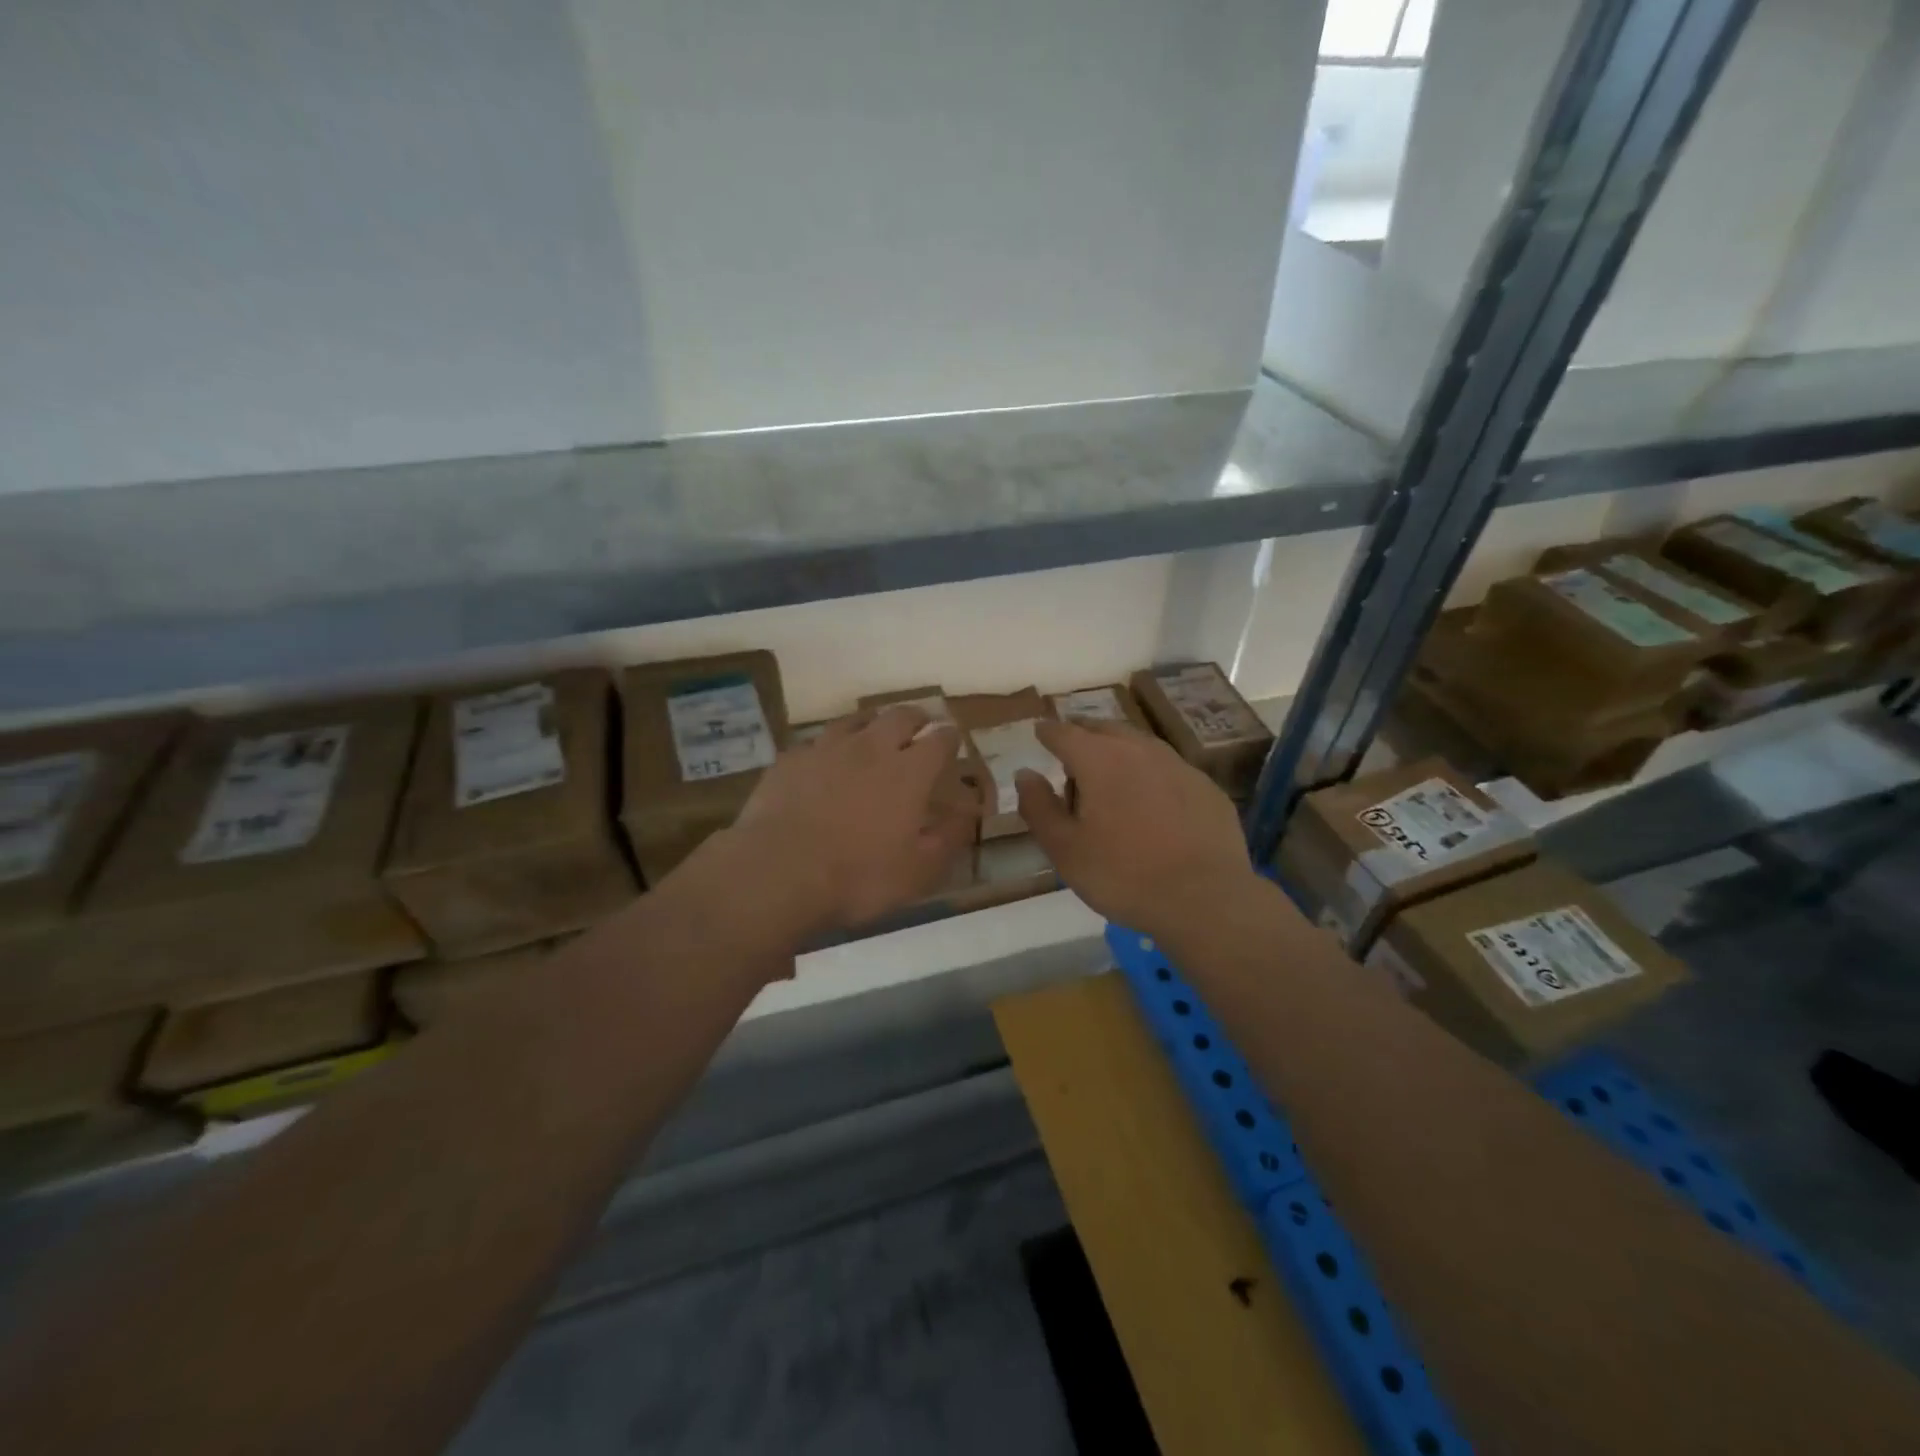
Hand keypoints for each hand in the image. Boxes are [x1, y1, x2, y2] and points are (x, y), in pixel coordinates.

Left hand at [727, 707, 977, 934]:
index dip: (950, 738)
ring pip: (856, 719)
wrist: (778, 872)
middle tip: (919, 727)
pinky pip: (816, 741)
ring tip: (874, 734)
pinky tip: (824, 760)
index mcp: (909, 771)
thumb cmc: (858, 876)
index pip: (940, 740)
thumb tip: (968, 813)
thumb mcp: (919, 871)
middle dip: (916, 719)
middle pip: (900, 716)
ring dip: (872, 723)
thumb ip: (949, 837)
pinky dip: (829, 747)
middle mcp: (871, 747)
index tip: (953, 742)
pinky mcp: (790, 758)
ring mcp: (826, 748)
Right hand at [1016, 720, 1258, 940]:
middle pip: (1104, 729)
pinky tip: (1152, 801)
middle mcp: (1139, 750)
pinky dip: (1151, 775)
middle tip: (1072, 751)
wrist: (1205, 900)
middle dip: (1084, 735)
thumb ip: (1039, 807)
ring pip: (1140, 745)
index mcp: (1099, 760)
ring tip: (1109, 772)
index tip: (1039, 733)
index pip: (1064, 732)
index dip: (1048, 732)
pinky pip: (1169, 770)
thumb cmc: (1123, 875)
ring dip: (1119, 751)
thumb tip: (1025, 773)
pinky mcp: (1206, 787)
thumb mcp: (1065, 849)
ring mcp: (1179, 765)